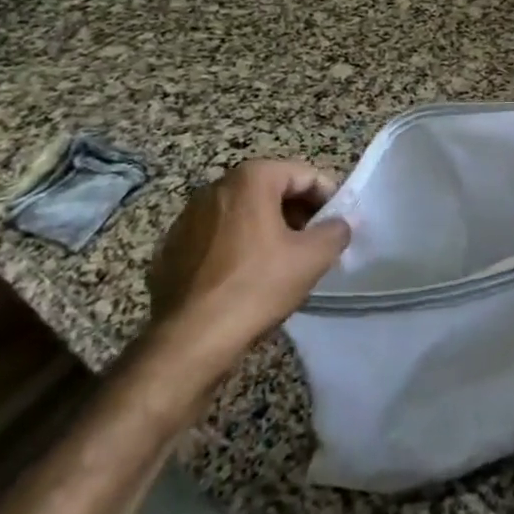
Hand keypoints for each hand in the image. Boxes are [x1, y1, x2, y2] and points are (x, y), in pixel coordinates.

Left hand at [146, 160, 349, 365]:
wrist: (189, 339)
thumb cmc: (256, 286)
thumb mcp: (312, 258)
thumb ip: (335, 231)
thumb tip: (341, 223)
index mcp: (250, 179)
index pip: (304, 174)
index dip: (328, 197)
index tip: (338, 224)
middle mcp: (216, 187)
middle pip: (271, 189)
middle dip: (298, 211)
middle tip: (315, 242)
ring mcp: (188, 217)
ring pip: (243, 212)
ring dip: (268, 228)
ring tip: (284, 260)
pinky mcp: (172, 247)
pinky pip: (217, 236)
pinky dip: (238, 245)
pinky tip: (247, 276)